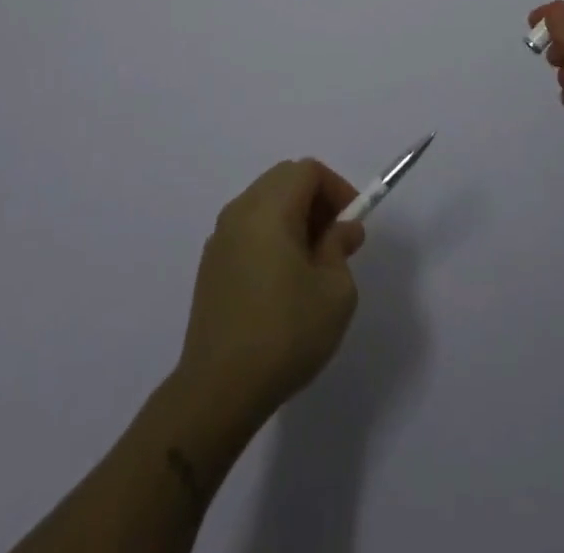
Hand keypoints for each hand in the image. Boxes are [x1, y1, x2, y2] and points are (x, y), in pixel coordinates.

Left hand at [176, 160, 365, 427]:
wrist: (217, 391)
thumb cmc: (285, 334)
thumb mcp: (335, 292)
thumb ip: (340, 248)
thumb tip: (342, 228)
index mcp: (269, 209)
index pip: (307, 170)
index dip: (337, 187)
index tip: (353, 222)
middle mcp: (240, 212)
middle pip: (283, 179)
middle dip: (316, 198)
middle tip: (336, 237)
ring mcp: (220, 238)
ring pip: (264, 202)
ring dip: (293, 216)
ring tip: (312, 260)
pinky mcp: (210, 265)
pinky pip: (248, 229)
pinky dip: (271, 235)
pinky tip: (282, 279)